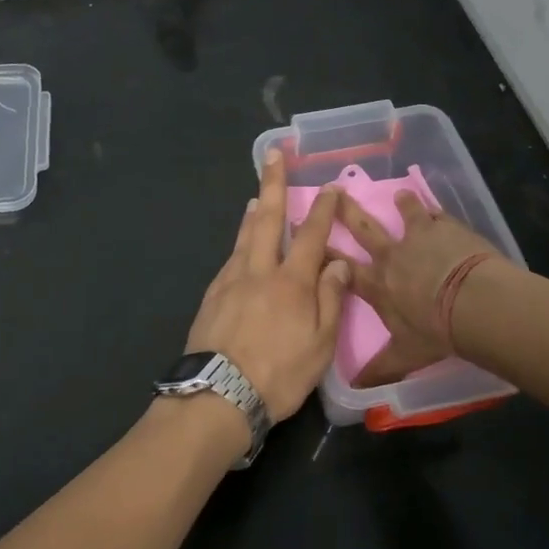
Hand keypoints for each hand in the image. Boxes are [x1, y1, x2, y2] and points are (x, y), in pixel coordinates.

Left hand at [185, 150, 348, 420]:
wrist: (218, 394)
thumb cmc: (278, 374)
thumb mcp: (320, 345)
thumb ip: (330, 300)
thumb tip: (337, 262)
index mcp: (292, 282)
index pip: (311, 235)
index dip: (322, 208)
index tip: (329, 186)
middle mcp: (259, 271)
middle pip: (266, 218)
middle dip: (272, 183)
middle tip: (271, 155)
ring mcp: (230, 280)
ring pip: (244, 237)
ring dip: (252, 213)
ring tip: (255, 196)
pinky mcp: (212, 295)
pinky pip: (230, 259)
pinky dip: (239, 244)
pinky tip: (241, 248)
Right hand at [336, 190, 513, 387]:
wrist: (476, 303)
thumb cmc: (436, 331)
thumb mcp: (406, 355)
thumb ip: (381, 369)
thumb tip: (355, 391)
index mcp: (377, 285)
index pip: (340, 267)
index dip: (322, 252)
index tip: (302, 232)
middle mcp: (392, 256)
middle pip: (363, 229)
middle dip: (345, 211)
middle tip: (333, 191)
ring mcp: (419, 237)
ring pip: (405, 214)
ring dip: (402, 205)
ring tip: (400, 194)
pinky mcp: (446, 228)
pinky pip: (438, 215)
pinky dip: (436, 212)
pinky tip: (438, 208)